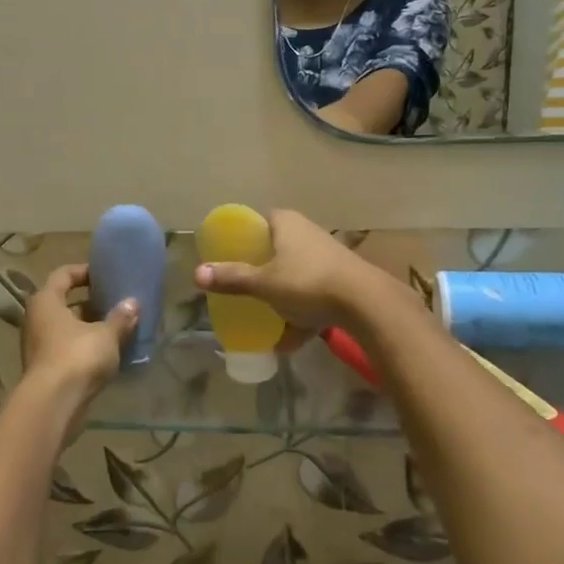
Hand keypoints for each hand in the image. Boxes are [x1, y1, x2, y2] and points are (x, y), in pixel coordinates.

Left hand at [20, 264, 138, 402]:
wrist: (53, 405)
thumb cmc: (77, 357)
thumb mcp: (106, 335)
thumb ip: (120, 318)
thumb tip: (133, 303)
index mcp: (46, 301)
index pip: (63, 275)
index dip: (84, 271)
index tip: (105, 275)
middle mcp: (37, 320)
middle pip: (65, 303)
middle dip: (91, 302)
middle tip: (116, 302)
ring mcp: (40, 346)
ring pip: (68, 328)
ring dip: (90, 327)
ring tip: (118, 327)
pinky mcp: (47, 370)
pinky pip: (69, 350)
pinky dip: (87, 348)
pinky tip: (110, 353)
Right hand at [193, 210, 397, 331]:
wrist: (367, 303)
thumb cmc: (307, 283)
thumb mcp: (264, 284)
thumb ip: (232, 278)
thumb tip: (197, 274)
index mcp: (286, 223)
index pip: (258, 221)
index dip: (243, 238)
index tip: (229, 258)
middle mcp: (307, 232)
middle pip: (276, 249)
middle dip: (261, 271)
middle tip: (243, 289)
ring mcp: (328, 255)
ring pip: (295, 274)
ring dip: (282, 297)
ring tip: (266, 319)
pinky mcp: (343, 278)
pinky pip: (314, 294)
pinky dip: (302, 314)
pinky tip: (291, 341)